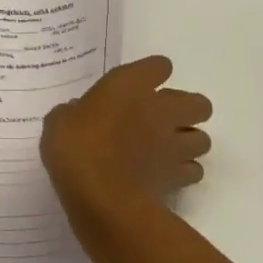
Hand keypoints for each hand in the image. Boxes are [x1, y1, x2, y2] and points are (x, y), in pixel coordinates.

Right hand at [41, 56, 212, 223]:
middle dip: (187, 110)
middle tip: (162, 121)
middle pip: (199, 103)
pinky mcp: (178, 177)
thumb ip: (72, 113)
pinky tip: (164, 176)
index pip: (159, 65)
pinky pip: (193, 171)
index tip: (139, 86)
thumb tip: (77, 114)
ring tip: (167, 151)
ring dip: (189, 143)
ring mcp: (174, 144)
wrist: (101, 196)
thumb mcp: (59, 122)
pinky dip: (184, 173)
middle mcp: (161, 109)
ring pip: (203, 139)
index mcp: (132, 85)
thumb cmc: (76, 148)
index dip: (152, 74)